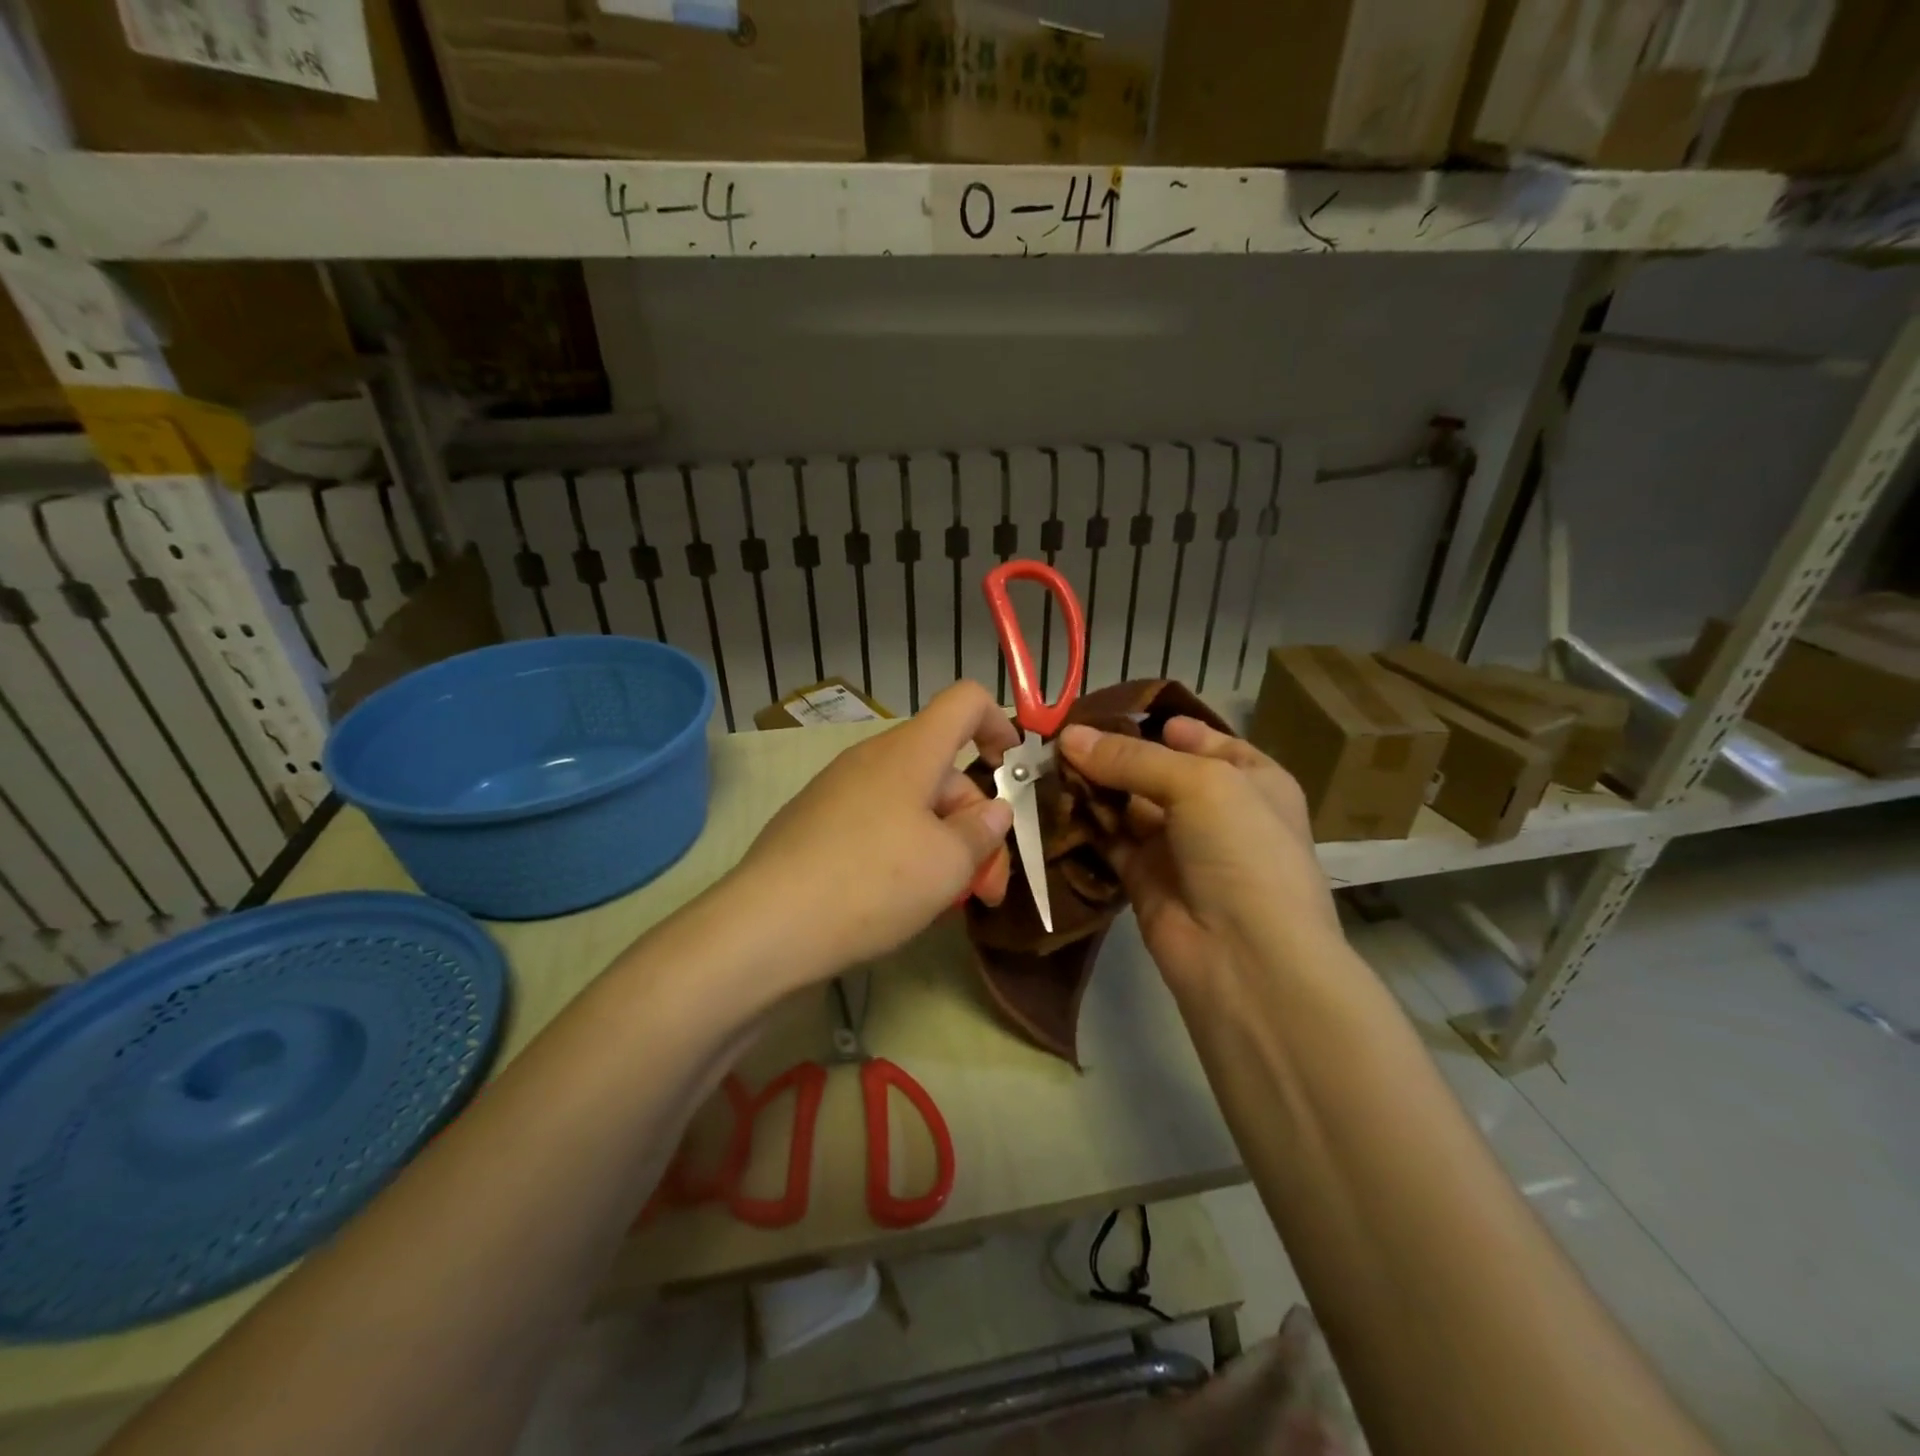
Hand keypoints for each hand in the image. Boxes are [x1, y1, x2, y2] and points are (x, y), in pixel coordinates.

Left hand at [733, 680, 1018, 984]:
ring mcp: (838, 790)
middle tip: (987, 886)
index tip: (1013, 771)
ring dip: (944, 843)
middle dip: (976, 823)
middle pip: (943, 769)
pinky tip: (903, 898)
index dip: (999, 723)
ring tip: (949, 900)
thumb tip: (992, 810)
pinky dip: (905, 850)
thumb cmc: (872, 883)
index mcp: (910, 751)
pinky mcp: (815, 822)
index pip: (966, 701)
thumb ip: (983, 831)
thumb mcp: (948, 864)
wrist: (765, 926)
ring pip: (912, 802)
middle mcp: (872, 759)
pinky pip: (878, 822)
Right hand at [1058, 716, 1341, 1002]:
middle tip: (1056, 737)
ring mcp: (1177, 846)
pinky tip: (1050, 802)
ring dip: (1091, 787)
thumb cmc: (1241, 850)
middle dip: (1111, 754)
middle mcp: (1214, 809)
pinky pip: (1108, 841)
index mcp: (1249, 778)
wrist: (1246, 958)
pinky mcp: (1142, 878)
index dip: (1152, 724)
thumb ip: (1132, 758)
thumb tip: (1068, 737)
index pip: (1197, 738)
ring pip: (1126, 805)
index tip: (1100, 711)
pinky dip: (1083, 824)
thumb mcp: (1199, 784)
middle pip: (1154, 770)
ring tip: (1043, 763)